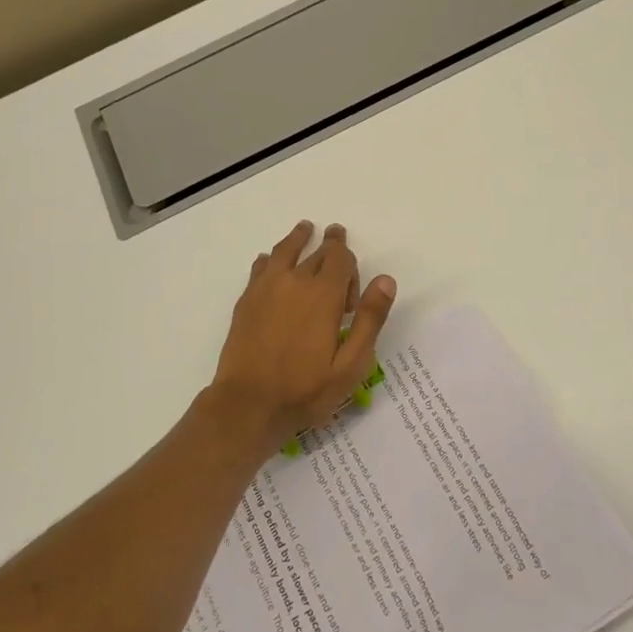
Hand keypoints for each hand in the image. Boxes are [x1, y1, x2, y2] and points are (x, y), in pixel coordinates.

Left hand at [212, 221, 395, 447]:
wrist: (248, 404)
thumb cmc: (305, 390)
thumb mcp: (350, 364)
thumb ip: (370, 319)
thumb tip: (386, 280)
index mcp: (323, 295)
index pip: (340, 258)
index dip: (350, 265)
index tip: (352, 295)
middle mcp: (294, 281)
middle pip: (316, 251)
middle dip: (330, 244)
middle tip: (336, 233)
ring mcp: (265, 288)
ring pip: (284, 251)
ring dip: (298, 238)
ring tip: (305, 228)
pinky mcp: (246, 300)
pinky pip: (260, 266)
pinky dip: (270, 258)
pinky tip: (269, 261)